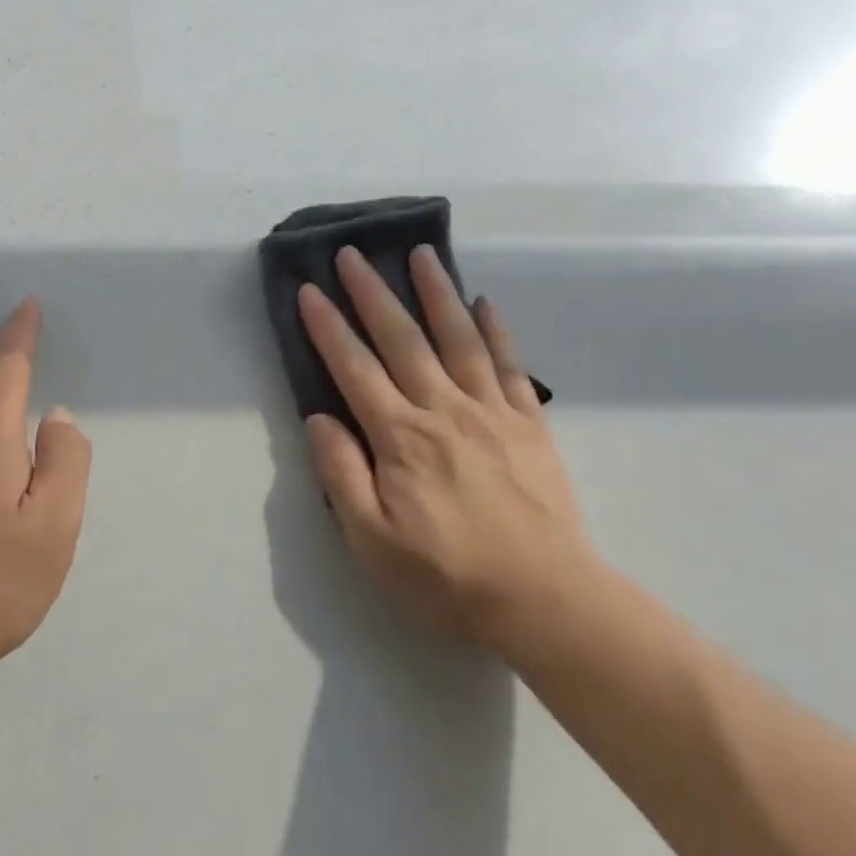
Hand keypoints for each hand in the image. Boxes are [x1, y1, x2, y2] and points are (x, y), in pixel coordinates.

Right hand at [298, 245, 595, 653]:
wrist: (546, 601)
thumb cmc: (447, 578)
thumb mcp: (372, 542)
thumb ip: (341, 475)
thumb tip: (318, 418)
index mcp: (400, 438)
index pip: (354, 369)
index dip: (328, 327)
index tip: (310, 290)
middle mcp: (443, 410)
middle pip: (401, 339)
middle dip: (372, 293)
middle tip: (352, 253)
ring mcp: (491, 412)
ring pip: (458, 338)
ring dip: (436, 292)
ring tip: (421, 254)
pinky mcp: (528, 423)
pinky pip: (509, 364)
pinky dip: (496, 329)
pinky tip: (484, 303)